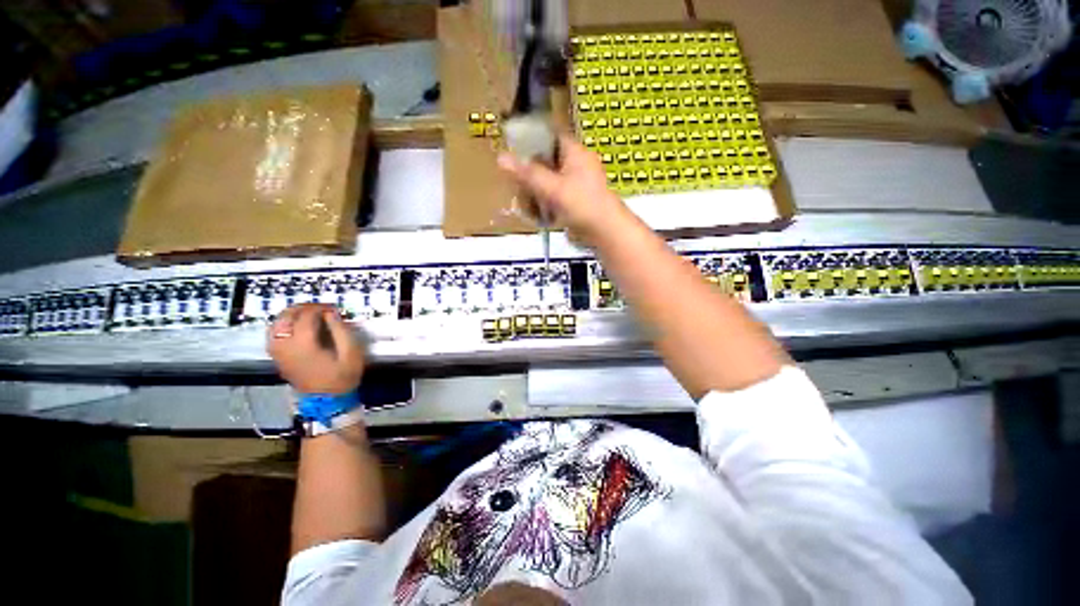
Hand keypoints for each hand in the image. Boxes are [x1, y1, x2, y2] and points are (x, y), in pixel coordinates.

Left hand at [267, 304, 364, 393]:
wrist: (328, 404)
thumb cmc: (341, 380)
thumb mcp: (351, 355)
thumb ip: (341, 330)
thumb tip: (331, 313)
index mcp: (304, 344)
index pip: (307, 315)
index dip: (321, 308)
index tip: (333, 310)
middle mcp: (287, 345)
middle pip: (289, 315)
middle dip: (304, 308)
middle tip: (319, 310)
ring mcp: (280, 352)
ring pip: (278, 323)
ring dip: (291, 315)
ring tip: (305, 316)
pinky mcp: (278, 358)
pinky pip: (273, 335)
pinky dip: (281, 326)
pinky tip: (293, 327)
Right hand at [498, 134, 630, 245]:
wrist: (607, 233)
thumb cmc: (582, 205)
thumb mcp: (551, 187)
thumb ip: (526, 172)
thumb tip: (501, 157)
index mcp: (575, 152)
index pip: (550, 136)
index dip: (531, 140)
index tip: (514, 151)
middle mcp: (576, 163)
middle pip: (543, 160)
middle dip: (530, 176)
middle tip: (521, 188)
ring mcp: (576, 181)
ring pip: (545, 179)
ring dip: (534, 193)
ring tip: (530, 206)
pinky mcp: (574, 199)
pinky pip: (552, 195)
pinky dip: (543, 203)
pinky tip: (538, 215)